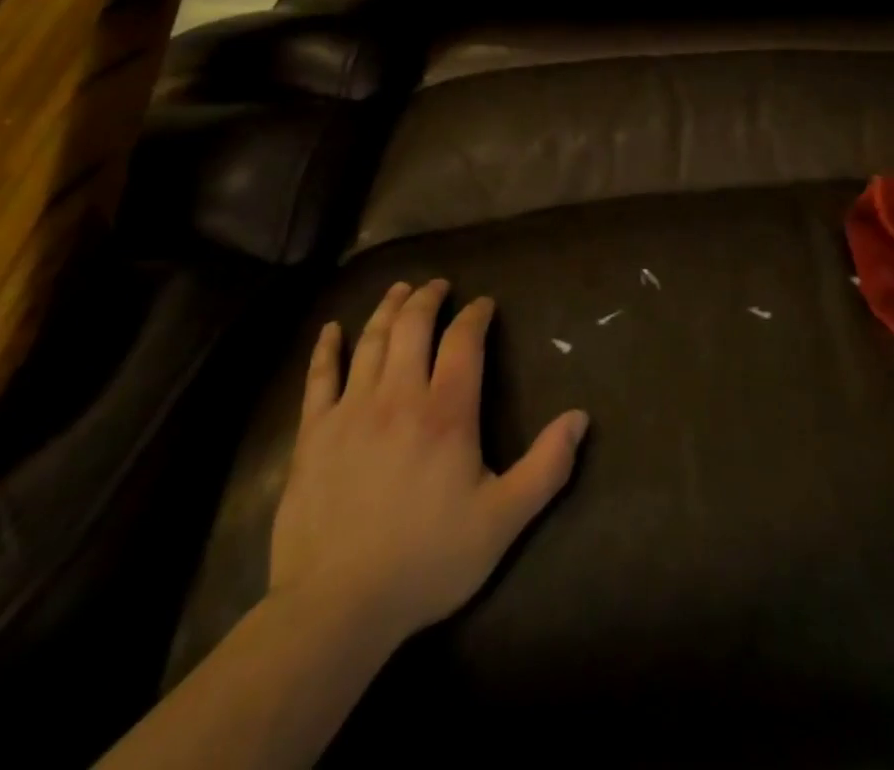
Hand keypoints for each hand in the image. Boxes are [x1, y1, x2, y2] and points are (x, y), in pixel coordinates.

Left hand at [269, 280, 588, 642]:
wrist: (335, 608)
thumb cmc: (427, 560)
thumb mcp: (503, 520)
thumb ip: (546, 466)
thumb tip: (580, 417)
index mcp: (447, 412)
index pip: (464, 342)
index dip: (475, 315)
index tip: (483, 303)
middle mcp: (399, 396)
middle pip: (414, 327)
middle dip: (428, 298)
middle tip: (438, 284)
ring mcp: (351, 411)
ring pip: (372, 341)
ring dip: (388, 309)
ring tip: (399, 289)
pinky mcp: (312, 434)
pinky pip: (319, 378)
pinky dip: (326, 348)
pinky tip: (332, 329)